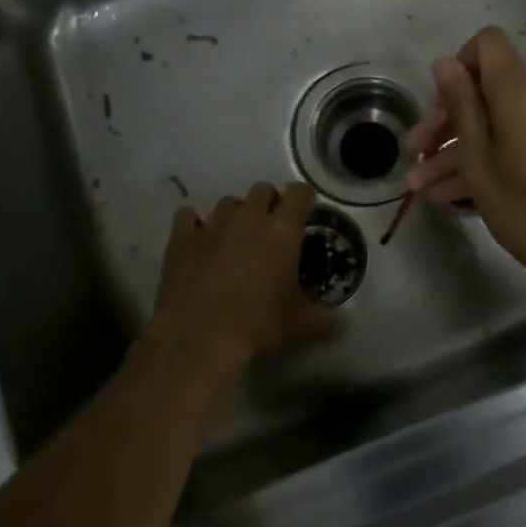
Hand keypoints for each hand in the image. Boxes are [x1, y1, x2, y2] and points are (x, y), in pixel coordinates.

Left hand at [151, 181, 338, 371]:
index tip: (305, 212)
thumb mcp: (297, 323)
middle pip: (262, 189)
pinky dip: (194, 223)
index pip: (299, 193)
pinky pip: (187, 216)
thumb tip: (343, 324)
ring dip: (235, 214)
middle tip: (270, 228)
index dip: (304, 199)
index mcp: (282, 231)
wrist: (200, 336)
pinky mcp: (182, 238)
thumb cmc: (258, 324)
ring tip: (234, 237)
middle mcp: (249, 218)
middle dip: (269, 203)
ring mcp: (213, 224)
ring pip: (228, 202)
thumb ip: (322, 319)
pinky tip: (197, 239)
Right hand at [403, 28, 525, 298]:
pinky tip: (456, 196)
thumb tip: (445, 62)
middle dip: (447, 123)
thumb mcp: (479, 162)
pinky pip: (522, 141)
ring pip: (501, 124)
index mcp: (521, 91)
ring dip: (462, 152)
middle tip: (413, 157)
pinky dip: (493, 159)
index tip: (437, 107)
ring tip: (425, 190)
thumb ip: (461, 107)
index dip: (457, 68)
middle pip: (488, 91)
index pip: (487, 44)